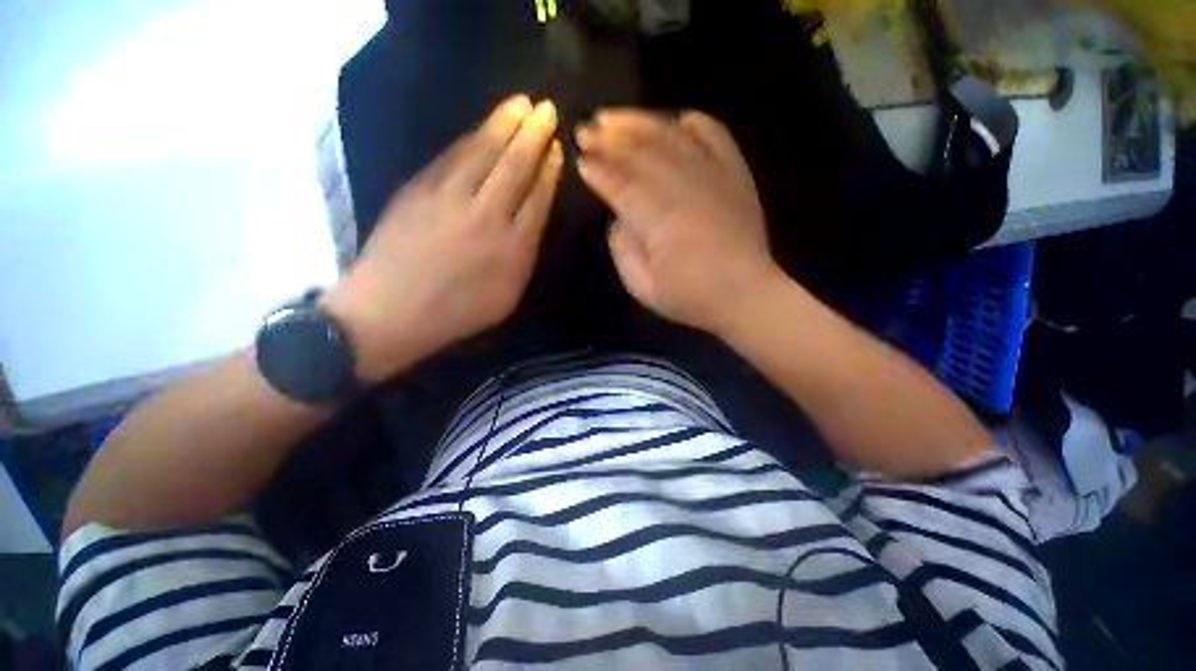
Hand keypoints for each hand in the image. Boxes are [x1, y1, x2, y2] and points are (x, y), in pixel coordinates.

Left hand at [323, 96, 562, 381]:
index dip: (549, 171)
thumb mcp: (507, 297)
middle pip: (515, 166)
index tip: (557, 150)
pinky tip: (483, 127)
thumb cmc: (457, 313)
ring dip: (504, 124)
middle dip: (534, 135)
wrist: (390, 311)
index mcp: (513, 248)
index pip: (538, 199)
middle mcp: (487, 216)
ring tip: (521, 104)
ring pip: (483, 152)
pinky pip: (452, 156)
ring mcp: (449, 198)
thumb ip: (524, 258)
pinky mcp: (419, 189)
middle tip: (546, 110)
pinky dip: (471, 138)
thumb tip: (530, 223)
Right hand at [576, 109, 781, 336]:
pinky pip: (714, 134)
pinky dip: (692, 123)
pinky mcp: (735, 173)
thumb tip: (618, 218)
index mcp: (658, 219)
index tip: (580, 159)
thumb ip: (622, 250)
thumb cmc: (690, 297)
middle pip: (641, 152)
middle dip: (609, 138)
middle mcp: (684, 188)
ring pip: (670, 136)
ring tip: (614, 117)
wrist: (744, 294)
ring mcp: (713, 175)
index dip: (598, 169)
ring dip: (639, 123)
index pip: (620, 183)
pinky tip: (674, 121)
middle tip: (587, 129)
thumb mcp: (642, 286)